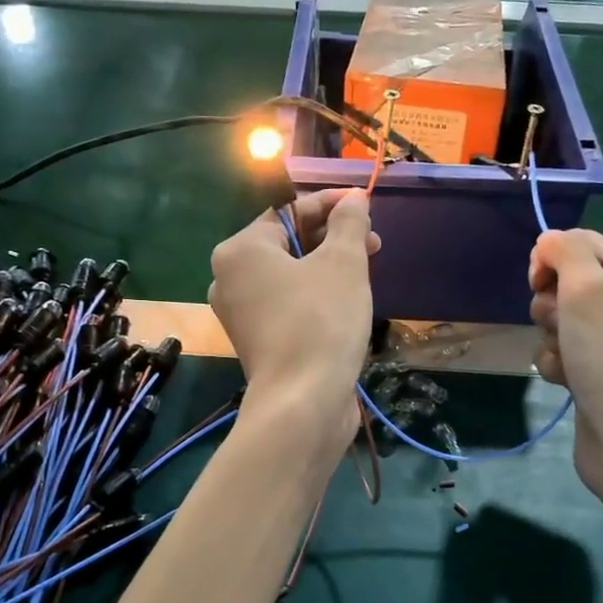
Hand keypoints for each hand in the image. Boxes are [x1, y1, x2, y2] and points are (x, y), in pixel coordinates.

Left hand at [208, 189, 378, 441]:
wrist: (303, 403)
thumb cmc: (321, 321)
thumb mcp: (343, 262)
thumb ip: (348, 222)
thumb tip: (353, 199)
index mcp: (240, 251)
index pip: (288, 212)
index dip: (330, 204)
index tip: (365, 206)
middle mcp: (230, 279)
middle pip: (288, 244)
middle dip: (333, 238)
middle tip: (373, 243)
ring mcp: (241, 314)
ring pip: (290, 276)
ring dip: (328, 267)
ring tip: (366, 271)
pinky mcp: (258, 342)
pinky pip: (288, 305)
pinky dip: (316, 296)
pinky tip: (346, 302)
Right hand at [528, 229, 602, 512]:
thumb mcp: (588, 289)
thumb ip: (565, 252)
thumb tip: (549, 239)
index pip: (585, 243)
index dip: (554, 256)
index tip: (536, 280)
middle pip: (567, 282)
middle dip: (551, 303)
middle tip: (561, 323)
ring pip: (559, 320)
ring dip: (551, 337)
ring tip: (567, 358)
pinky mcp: (596, 372)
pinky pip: (560, 352)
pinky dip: (556, 363)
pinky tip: (566, 380)